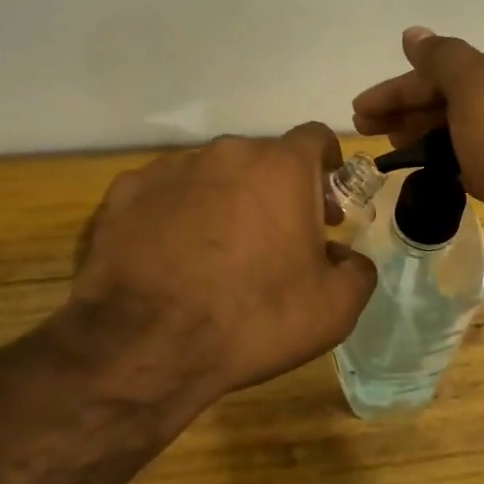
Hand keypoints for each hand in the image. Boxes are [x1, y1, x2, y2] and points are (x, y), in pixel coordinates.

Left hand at [67, 123, 376, 410]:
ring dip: (225, 201)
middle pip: (263, 159)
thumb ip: (356, 270)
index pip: (316, 139)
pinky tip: (171, 257)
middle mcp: (226, 153)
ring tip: (217, 253)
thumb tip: (344, 256)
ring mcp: (171, 168)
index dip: (327, 167)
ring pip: (212, 175)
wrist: (145, 344)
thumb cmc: (252, 319)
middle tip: (277, 240)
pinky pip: (165, 194)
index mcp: (281, 167)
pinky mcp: (126, 192)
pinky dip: (176, 215)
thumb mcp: (334, 309)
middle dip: (277, 190)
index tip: (325, 202)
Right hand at [353, 28, 483, 277]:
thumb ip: (442, 57)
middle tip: (365, 127)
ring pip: (463, 129)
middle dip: (407, 109)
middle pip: (454, 97)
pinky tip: (426, 167)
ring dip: (423, 132)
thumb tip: (413, 33)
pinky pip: (475, 159)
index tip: (359, 109)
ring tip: (389, 147)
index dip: (399, 87)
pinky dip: (447, 158)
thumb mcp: (476, 86)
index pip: (447, 69)